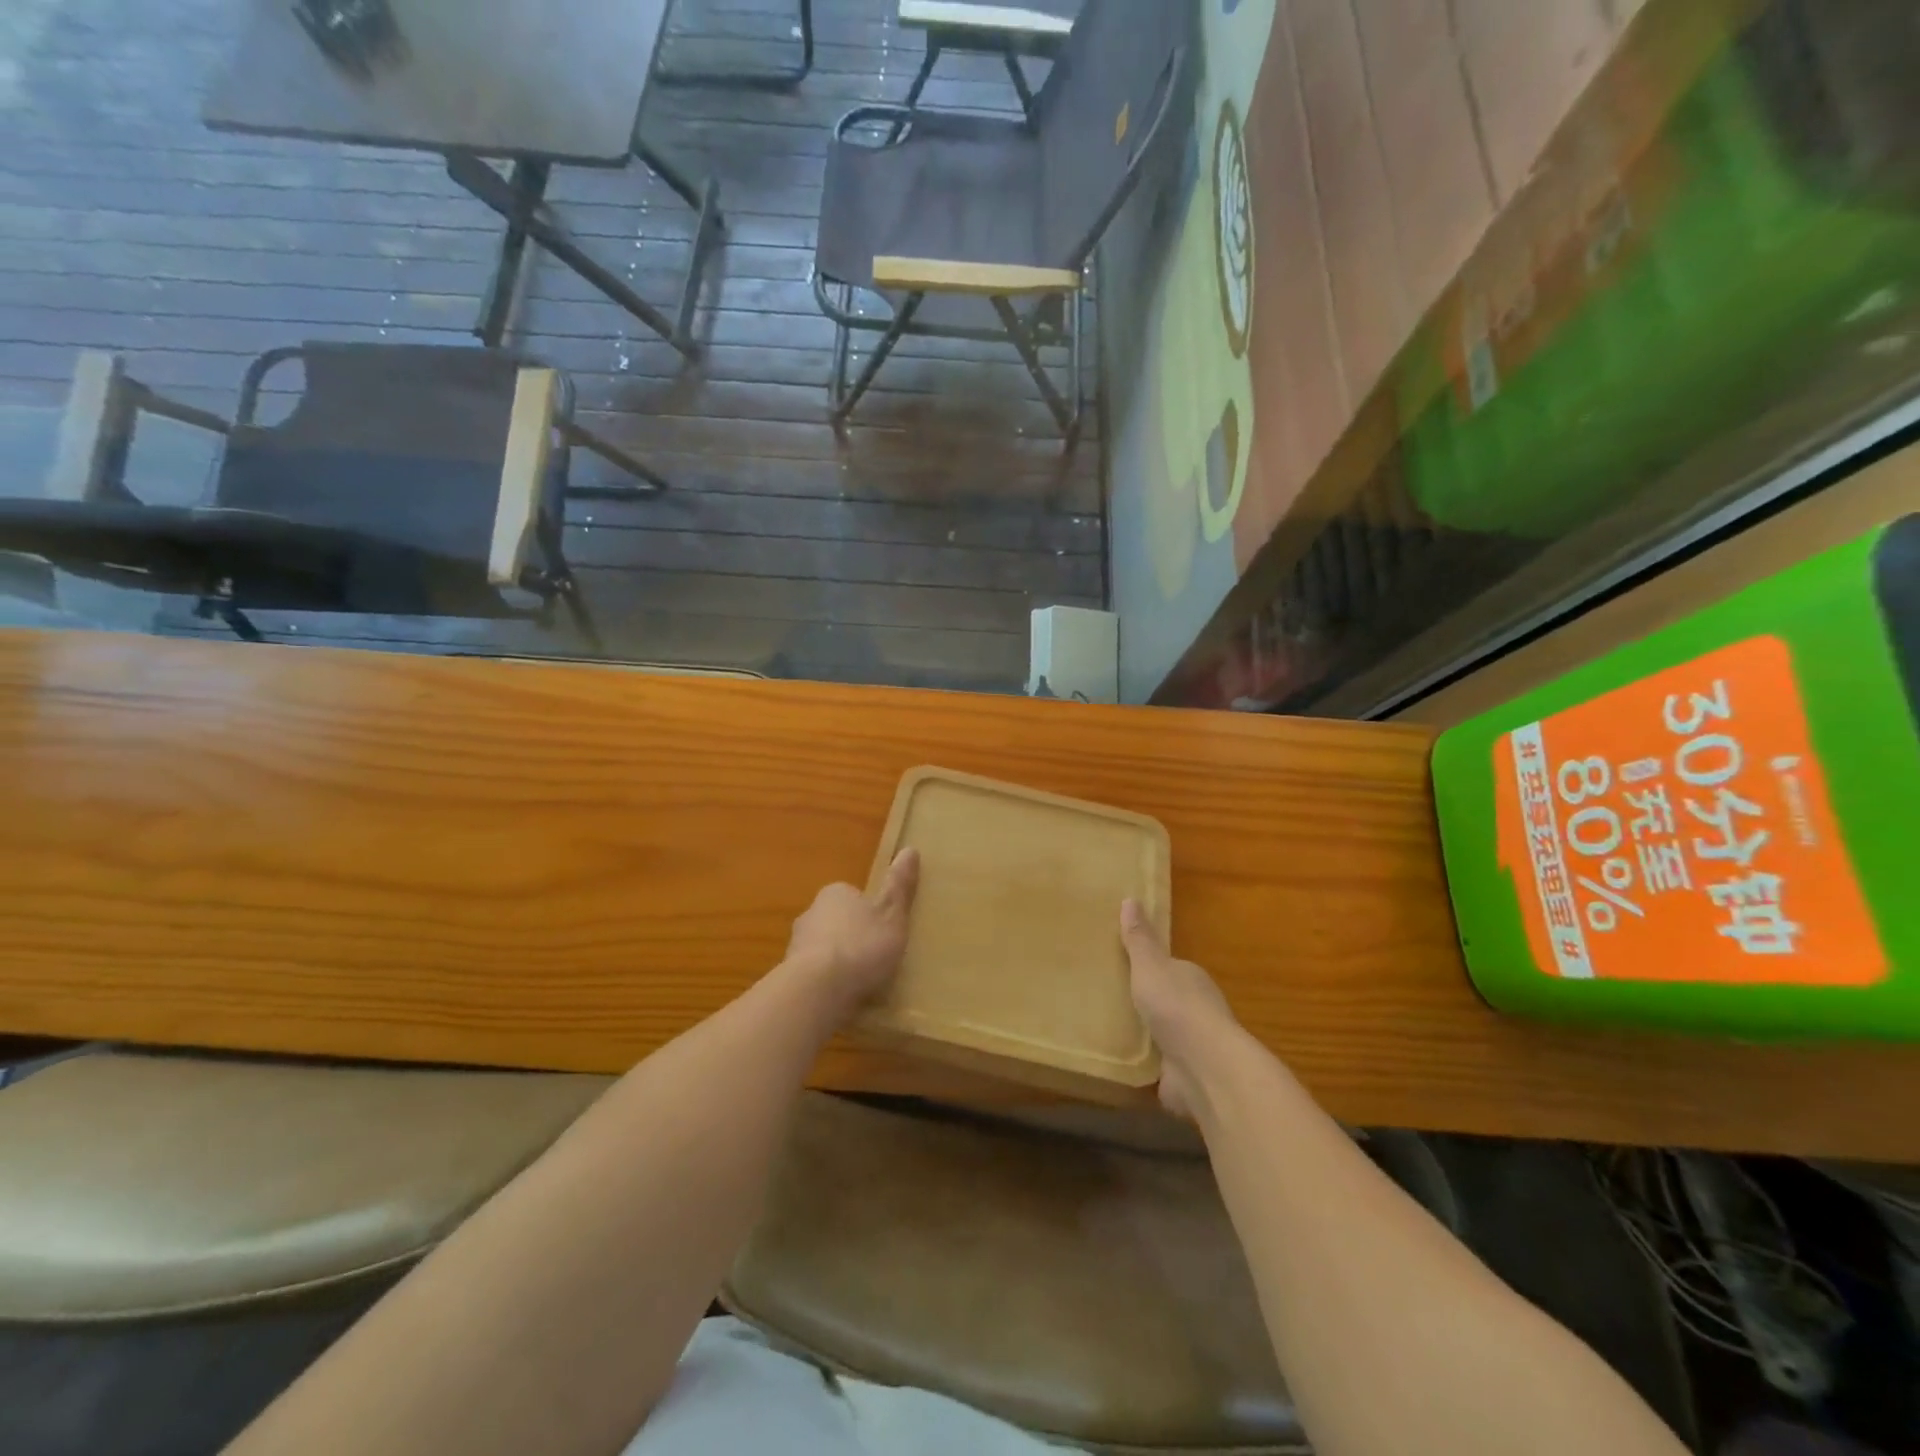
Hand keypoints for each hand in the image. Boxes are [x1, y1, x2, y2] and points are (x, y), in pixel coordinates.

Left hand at [785, 849, 920, 1012]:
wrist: (818, 990)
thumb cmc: (861, 945)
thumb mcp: (892, 914)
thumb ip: (899, 886)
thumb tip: (910, 849)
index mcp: (835, 894)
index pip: (852, 896)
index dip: (870, 912)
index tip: (885, 930)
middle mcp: (810, 914)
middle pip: (836, 922)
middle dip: (852, 937)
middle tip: (876, 957)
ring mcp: (796, 947)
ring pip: (823, 950)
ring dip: (838, 962)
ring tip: (862, 982)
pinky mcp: (791, 977)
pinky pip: (815, 976)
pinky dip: (827, 984)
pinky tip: (844, 999)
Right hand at [1121, 897, 1239, 1119]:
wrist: (1204, 1068)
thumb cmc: (1176, 1007)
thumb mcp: (1150, 965)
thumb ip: (1139, 939)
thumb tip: (1130, 898)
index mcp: (1191, 979)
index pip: (1169, 968)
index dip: (1148, 967)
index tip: (1122, 967)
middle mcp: (1195, 1011)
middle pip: (1165, 1001)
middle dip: (1143, 1002)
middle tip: (1106, 998)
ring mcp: (1190, 1047)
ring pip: (1161, 1036)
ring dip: (1143, 1036)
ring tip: (1107, 1032)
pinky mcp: (1182, 1078)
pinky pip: (1157, 1068)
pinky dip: (1143, 1066)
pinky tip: (1120, 1064)